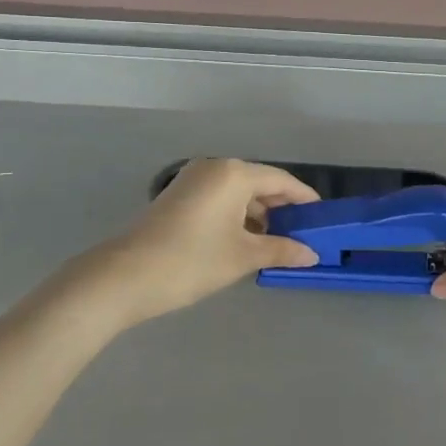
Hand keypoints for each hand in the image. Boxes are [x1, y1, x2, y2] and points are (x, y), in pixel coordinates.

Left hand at [62, 159, 320, 326]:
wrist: (123, 277)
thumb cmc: (191, 261)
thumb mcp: (242, 257)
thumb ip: (281, 250)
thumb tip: (311, 254)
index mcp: (233, 173)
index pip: (281, 180)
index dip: (304, 199)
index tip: (322, 217)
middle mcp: (214, 168)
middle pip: (259, 184)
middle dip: (281, 209)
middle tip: (303, 235)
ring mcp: (192, 181)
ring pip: (237, 193)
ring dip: (258, 216)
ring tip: (277, 244)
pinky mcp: (177, 197)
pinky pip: (219, 200)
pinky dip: (236, 217)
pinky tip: (245, 242)